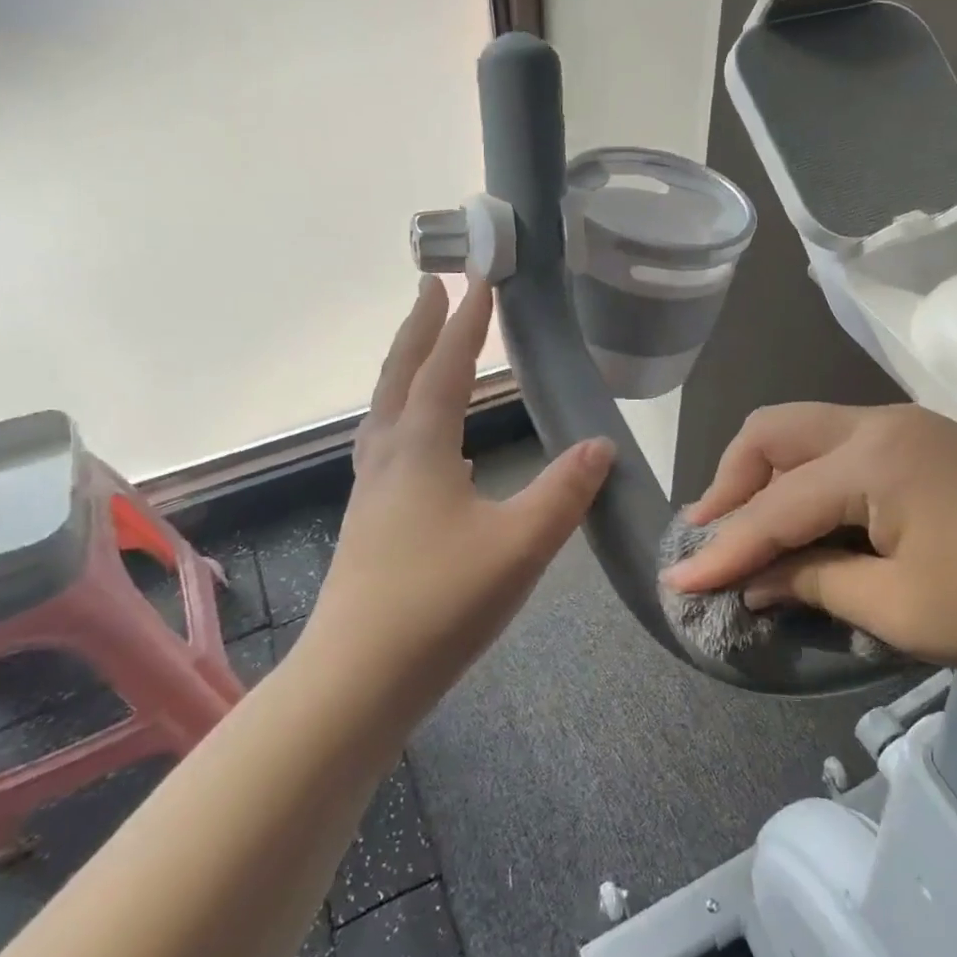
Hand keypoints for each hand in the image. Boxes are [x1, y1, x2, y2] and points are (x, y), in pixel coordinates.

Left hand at [301, 278, 613, 686]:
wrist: (357, 679)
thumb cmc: (440, 602)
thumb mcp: (520, 545)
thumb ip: (564, 491)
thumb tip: (599, 446)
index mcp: (421, 449)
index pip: (447, 368)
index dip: (466, 322)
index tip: (480, 278)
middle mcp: (388, 457)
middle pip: (401, 375)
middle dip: (419, 327)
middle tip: (432, 285)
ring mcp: (372, 491)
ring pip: (388, 410)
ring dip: (407, 369)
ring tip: (428, 352)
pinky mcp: (370, 522)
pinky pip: (389, 446)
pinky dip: (408, 419)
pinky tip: (432, 447)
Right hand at [662, 402, 956, 692]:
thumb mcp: (898, 610)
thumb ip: (813, 583)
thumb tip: (753, 583)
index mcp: (872, 458)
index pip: (775, 506)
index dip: (724, 549)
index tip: (677, 583)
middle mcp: (879, 423)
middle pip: (774, 432)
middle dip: (731, 482)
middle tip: (711, 535)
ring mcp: (905, 427)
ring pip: (804, 432)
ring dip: (766, 476)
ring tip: (745, 526)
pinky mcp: (924, 443)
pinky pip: (839, 447)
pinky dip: (806, 478)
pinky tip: (802, 517)